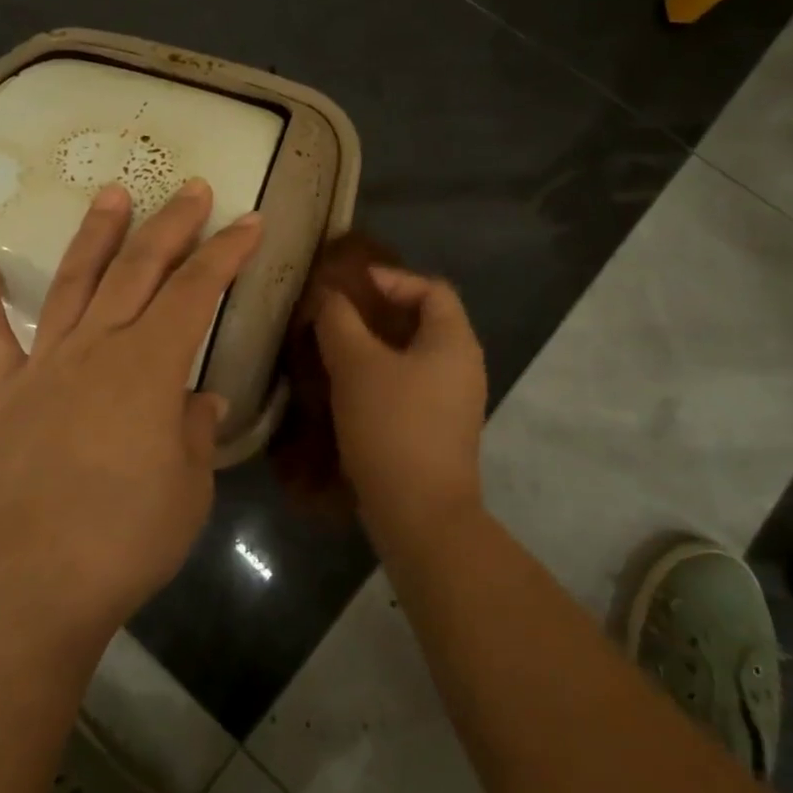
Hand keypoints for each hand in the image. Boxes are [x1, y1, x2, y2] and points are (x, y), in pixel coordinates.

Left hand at [0, 178, 262, 643]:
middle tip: (191, 189)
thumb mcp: (189, 487)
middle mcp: (97, 348)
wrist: (31, 585)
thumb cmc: (126, 537)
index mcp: (150, 366)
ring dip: (96, 236)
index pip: (196, 291)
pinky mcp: (2, 396)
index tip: (250, 221)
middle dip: (171, 225)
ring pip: (73, 283)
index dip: (226, 252)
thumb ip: (194, 431)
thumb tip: (198, 399)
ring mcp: (44, 366)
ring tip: (112, 194)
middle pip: (138, 270)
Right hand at [313, 266, 487, 561]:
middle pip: (424, 322)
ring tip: (334, 349)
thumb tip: (329, 297)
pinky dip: (381, 377)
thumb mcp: (356, 365)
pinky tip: (347, 389)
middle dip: (379, 314)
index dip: (392, 278)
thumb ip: (339, 321)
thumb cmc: (392, 426)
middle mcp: (463, 366)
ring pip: (414, 357)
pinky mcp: (439, 430)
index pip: (431, 288)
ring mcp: (455, 402)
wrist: (420, 514)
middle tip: (337, 315)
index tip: (351, 285)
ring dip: (376, 348)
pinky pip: (410, 386)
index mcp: (454, 341)